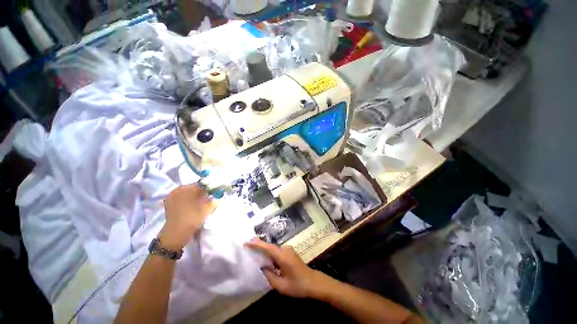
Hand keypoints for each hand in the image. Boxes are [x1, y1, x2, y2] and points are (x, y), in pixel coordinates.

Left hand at [159, 184, 213, 249]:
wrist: (176, 234)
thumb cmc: (193, 219)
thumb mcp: (208, 208)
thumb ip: (215, 198)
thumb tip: (219, 193)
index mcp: (188, 188)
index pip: (203, 184)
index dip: (210, 188)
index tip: (215, 192)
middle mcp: (179, 189)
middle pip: (194, 187)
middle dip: (202, 191)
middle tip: (208, 198)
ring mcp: (172, 195)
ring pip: (187, 191)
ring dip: (194, 195)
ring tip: (199, 202)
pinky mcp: (168, 201)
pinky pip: (181, 196)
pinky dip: (187, 198)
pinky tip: (191, 205)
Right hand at [245, 239, 325, 297]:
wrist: (313, 283)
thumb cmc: (298, 285)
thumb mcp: (281, 285)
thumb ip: (269, 275)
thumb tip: (262, 267)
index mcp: (283, 256)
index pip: (268, 247)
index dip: (257, 244)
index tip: (247, 242)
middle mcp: (285, 250)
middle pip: (270, 246)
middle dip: (259, 245)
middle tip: (247, 245)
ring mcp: (288, 250)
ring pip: (273, 249)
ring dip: (264, 249)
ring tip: (253, 251)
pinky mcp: (290, 253)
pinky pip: (277, 251)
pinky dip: (270, 253)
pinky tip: (265, 258)